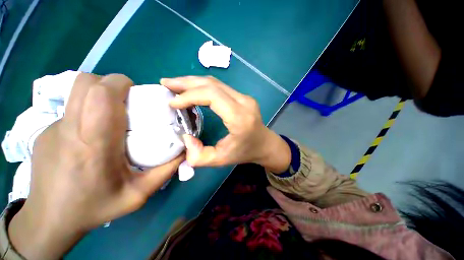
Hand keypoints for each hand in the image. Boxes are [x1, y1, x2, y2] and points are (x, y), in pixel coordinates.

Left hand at [8, 73, 183, 259]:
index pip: (100, 94)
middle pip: (85, 83)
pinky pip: (72, 110)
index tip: (137, 92)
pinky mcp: (44, 132)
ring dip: (99, 95)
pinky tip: (94, 134)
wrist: (50, 221)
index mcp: (94, 144)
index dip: (120, 83)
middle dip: (110, 83)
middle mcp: (70, 130)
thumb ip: (166, 171)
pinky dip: (88, 112)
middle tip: (128, 100)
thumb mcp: (139, 194)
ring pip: (77, 93)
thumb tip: (184, 151)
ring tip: (114, 115)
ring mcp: (52, 129)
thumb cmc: (94, 208)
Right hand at [161, 76, 289, 172]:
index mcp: (240, 118)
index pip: (212, 96)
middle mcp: (244, 102)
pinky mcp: (243, 97)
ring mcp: (245, 97)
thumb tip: (185, 137)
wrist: (264, 144)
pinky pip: (220, 87)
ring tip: (175, 85)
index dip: (190, 96)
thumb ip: (199, 156)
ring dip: (193, 82)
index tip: (172, 103)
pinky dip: (203, 86)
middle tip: (166, 84)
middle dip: (186, 83)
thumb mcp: (221, 160)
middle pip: (212, 84)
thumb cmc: (244, 153)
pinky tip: (192, 89)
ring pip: (216, 83)